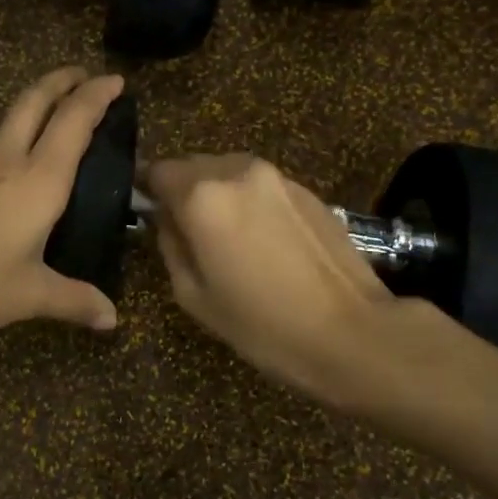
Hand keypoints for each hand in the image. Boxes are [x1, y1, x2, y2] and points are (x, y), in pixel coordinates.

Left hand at [0, 67, 124, 341]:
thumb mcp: (27, 296)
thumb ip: (73, 300)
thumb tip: (112, 318)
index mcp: (38, 180)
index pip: (74, 121)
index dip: (97, 95)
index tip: (117, 80)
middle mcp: (7, 163)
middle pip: (35, 101)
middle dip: (62, 81)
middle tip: (85, 74)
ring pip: (11, 121)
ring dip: (39, 107)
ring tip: (60, 118)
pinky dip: (19, 140)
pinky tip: (21, 172)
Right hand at [146, 154, 405, 395]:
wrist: (350, 332)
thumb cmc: (261, 324)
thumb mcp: (193, 296)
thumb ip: (170, 245)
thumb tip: (166, 220)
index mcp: (202, 195)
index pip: (157, 171)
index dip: (147, 191)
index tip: (147, 214)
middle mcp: (237, 171)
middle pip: (194, 166)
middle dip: (183, 191)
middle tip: (186, 232)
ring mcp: (277, 176)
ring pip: (228, 172)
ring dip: (218, 195)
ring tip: (226, 238)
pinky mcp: (307, 189)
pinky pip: (260, 186)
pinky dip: (249, 202)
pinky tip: (261, 241)